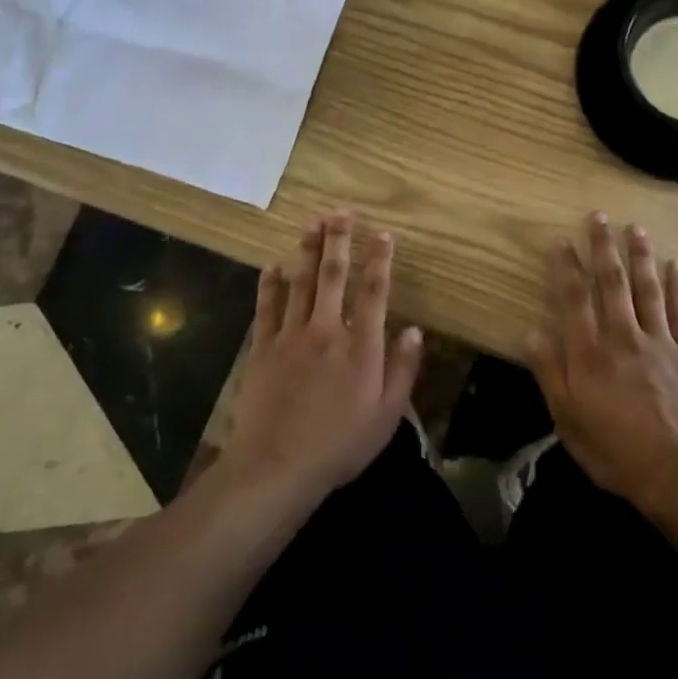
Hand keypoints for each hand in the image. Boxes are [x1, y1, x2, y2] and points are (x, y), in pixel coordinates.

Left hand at [222, 211, 423, 505]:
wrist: (277, 466)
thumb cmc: (339, 445)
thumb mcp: (386, 416)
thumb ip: (402, 370)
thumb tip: (416, 330)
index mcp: (360, 346)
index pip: (374, 292)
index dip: (380, 260)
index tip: (383, 234)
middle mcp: (326, 330)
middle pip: (334, 276)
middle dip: (339, 241)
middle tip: (341, 212)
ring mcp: (290, 336)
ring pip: (301, 283)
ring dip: (307, 251)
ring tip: (312, 223)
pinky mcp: (262, 349)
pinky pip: (266, 308)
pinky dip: (269, 285)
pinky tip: (272, 265)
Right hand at [529, 213, 677, 514]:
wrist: (676, 473)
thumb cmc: (613, 449)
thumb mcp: (567, 419)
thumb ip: (550, 373)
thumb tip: (532, 333)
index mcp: (590, 354)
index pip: (574, 299)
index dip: (566, 267)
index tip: (561, 240)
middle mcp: (623, 338)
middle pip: (612, 284)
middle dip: (604, 248)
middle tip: (600, 216)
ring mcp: (659, 343)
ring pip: (647, 290)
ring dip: (640, 256)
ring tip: (636, 228)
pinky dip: (677, 287)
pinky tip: (675, 265)